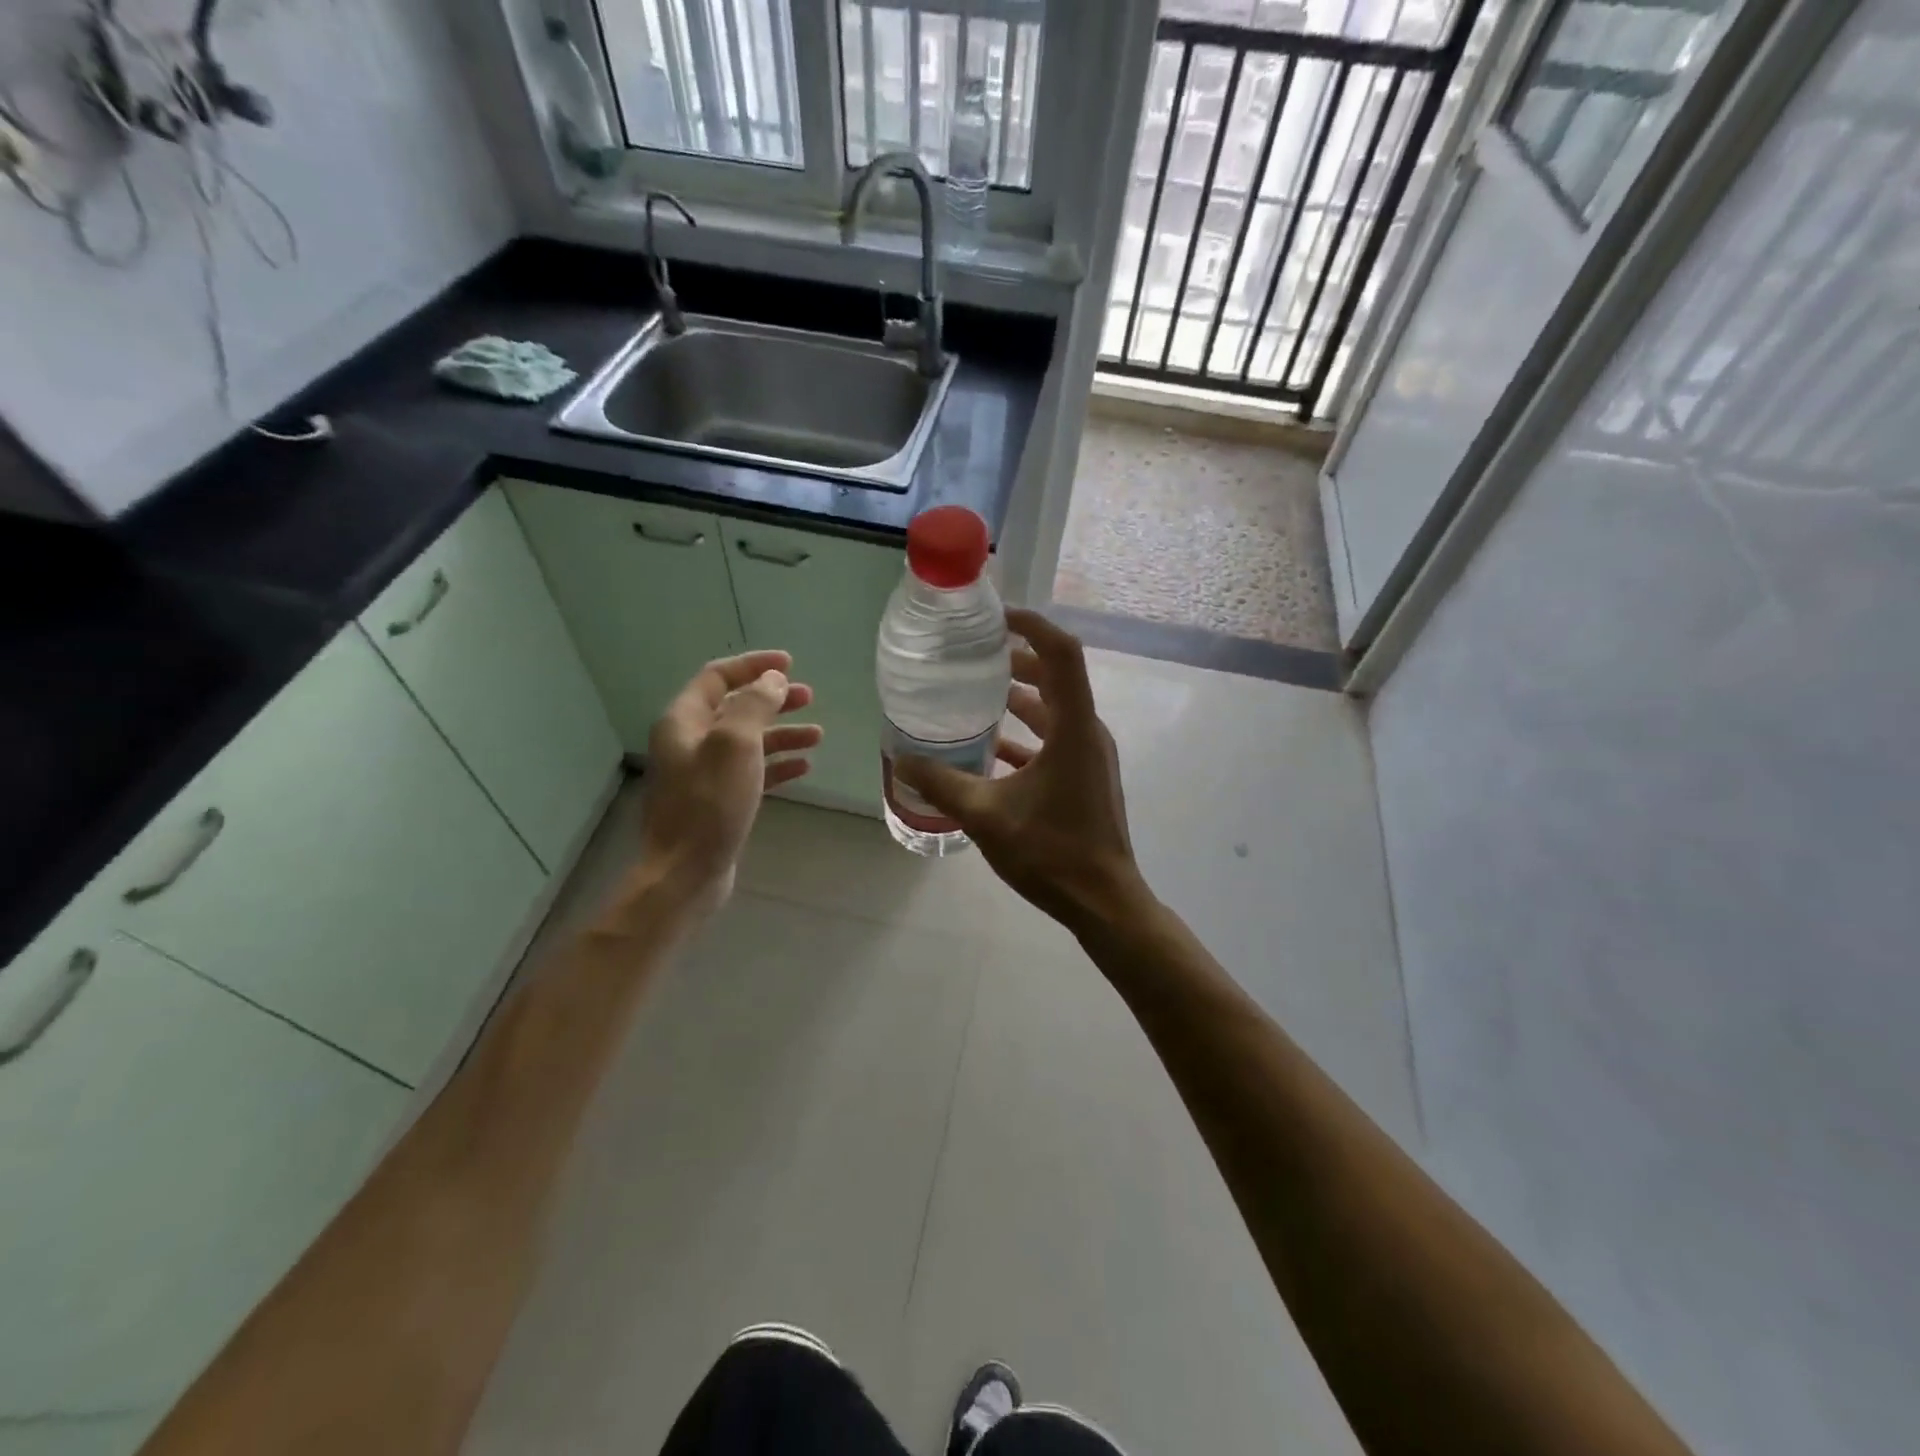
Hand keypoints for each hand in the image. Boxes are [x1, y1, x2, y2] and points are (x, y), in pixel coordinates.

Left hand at [637, 650, 822, 910]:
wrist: (685, 873)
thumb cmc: (709, 804)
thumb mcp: (735, 745)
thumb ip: (755, 706)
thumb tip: (772, 680)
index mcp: (684, 721)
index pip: (718, 677)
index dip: (753, 666)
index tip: (789, 664)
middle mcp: (690, 741)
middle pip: (735, 707)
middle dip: (773, 699)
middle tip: (809, 697)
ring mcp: (703, 773)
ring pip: (748, 740)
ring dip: (782, 733)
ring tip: (817, 735)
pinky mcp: (718, 800)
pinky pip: (751, 771)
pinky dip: (777, 764)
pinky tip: (803, 767)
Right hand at [895, 609, 1149, 934]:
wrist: (1104, 903)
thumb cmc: (1052, 853)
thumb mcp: (987, 816)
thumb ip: (943, 784)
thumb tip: (902, 760)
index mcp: (1074, 728)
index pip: (1061, 654)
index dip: (1032, 625)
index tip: (995, 617)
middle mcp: (1088, 732)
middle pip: (1056, 677)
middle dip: (1017, 659)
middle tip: (975, 655)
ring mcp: (1090, 756)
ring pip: (1055, 710)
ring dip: (1021, 697)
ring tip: (977, 693)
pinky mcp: (1086, 777)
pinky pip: (1055, 740)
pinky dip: (1026, 734)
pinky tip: (991, 748)